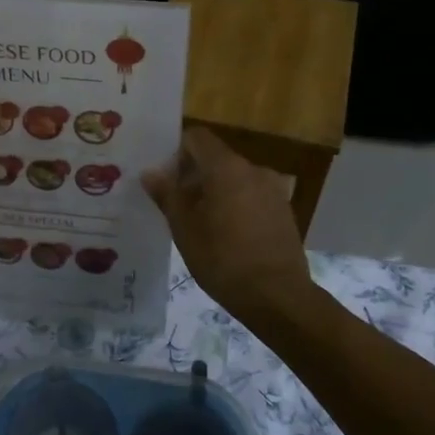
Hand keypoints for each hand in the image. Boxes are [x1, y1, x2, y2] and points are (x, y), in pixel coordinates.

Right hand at [142, 127, 315, 325]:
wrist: (277, 297)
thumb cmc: (223, 259)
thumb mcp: (184, 229)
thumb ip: (167, 194)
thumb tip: (150, 172)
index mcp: (226, 167)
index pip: (197, 138)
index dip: (177, 151)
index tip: (164, 177)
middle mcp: (253, 169)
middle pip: (216, 158)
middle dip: (194, 175)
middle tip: (175, 204)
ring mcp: (273, 189)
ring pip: (235, 178)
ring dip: (215, 191)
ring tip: (200, 222)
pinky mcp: (283, 210)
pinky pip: (252, 195)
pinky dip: (236, 204)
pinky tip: (227, 234)